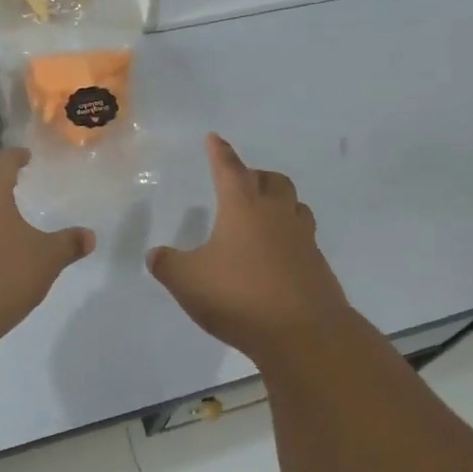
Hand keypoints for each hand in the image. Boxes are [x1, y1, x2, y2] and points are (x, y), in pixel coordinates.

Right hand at [147, 134, 349, 358]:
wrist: (303, 333)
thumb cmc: (239, 296)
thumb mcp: (188, 282)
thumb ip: (168, 265)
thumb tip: (155, 255)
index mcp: (243, 207)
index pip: (229, 168)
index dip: (219, 152)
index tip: (215, 138)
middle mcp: (276, 214)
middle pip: (271, 180)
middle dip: (255, 176)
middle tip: (240, 183)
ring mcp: (302, 238)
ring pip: (294, 205)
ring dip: (278, 202)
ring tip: (263, 216)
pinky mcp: (316, 265)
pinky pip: (303, 237)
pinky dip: (288, 237)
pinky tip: (275, 257)